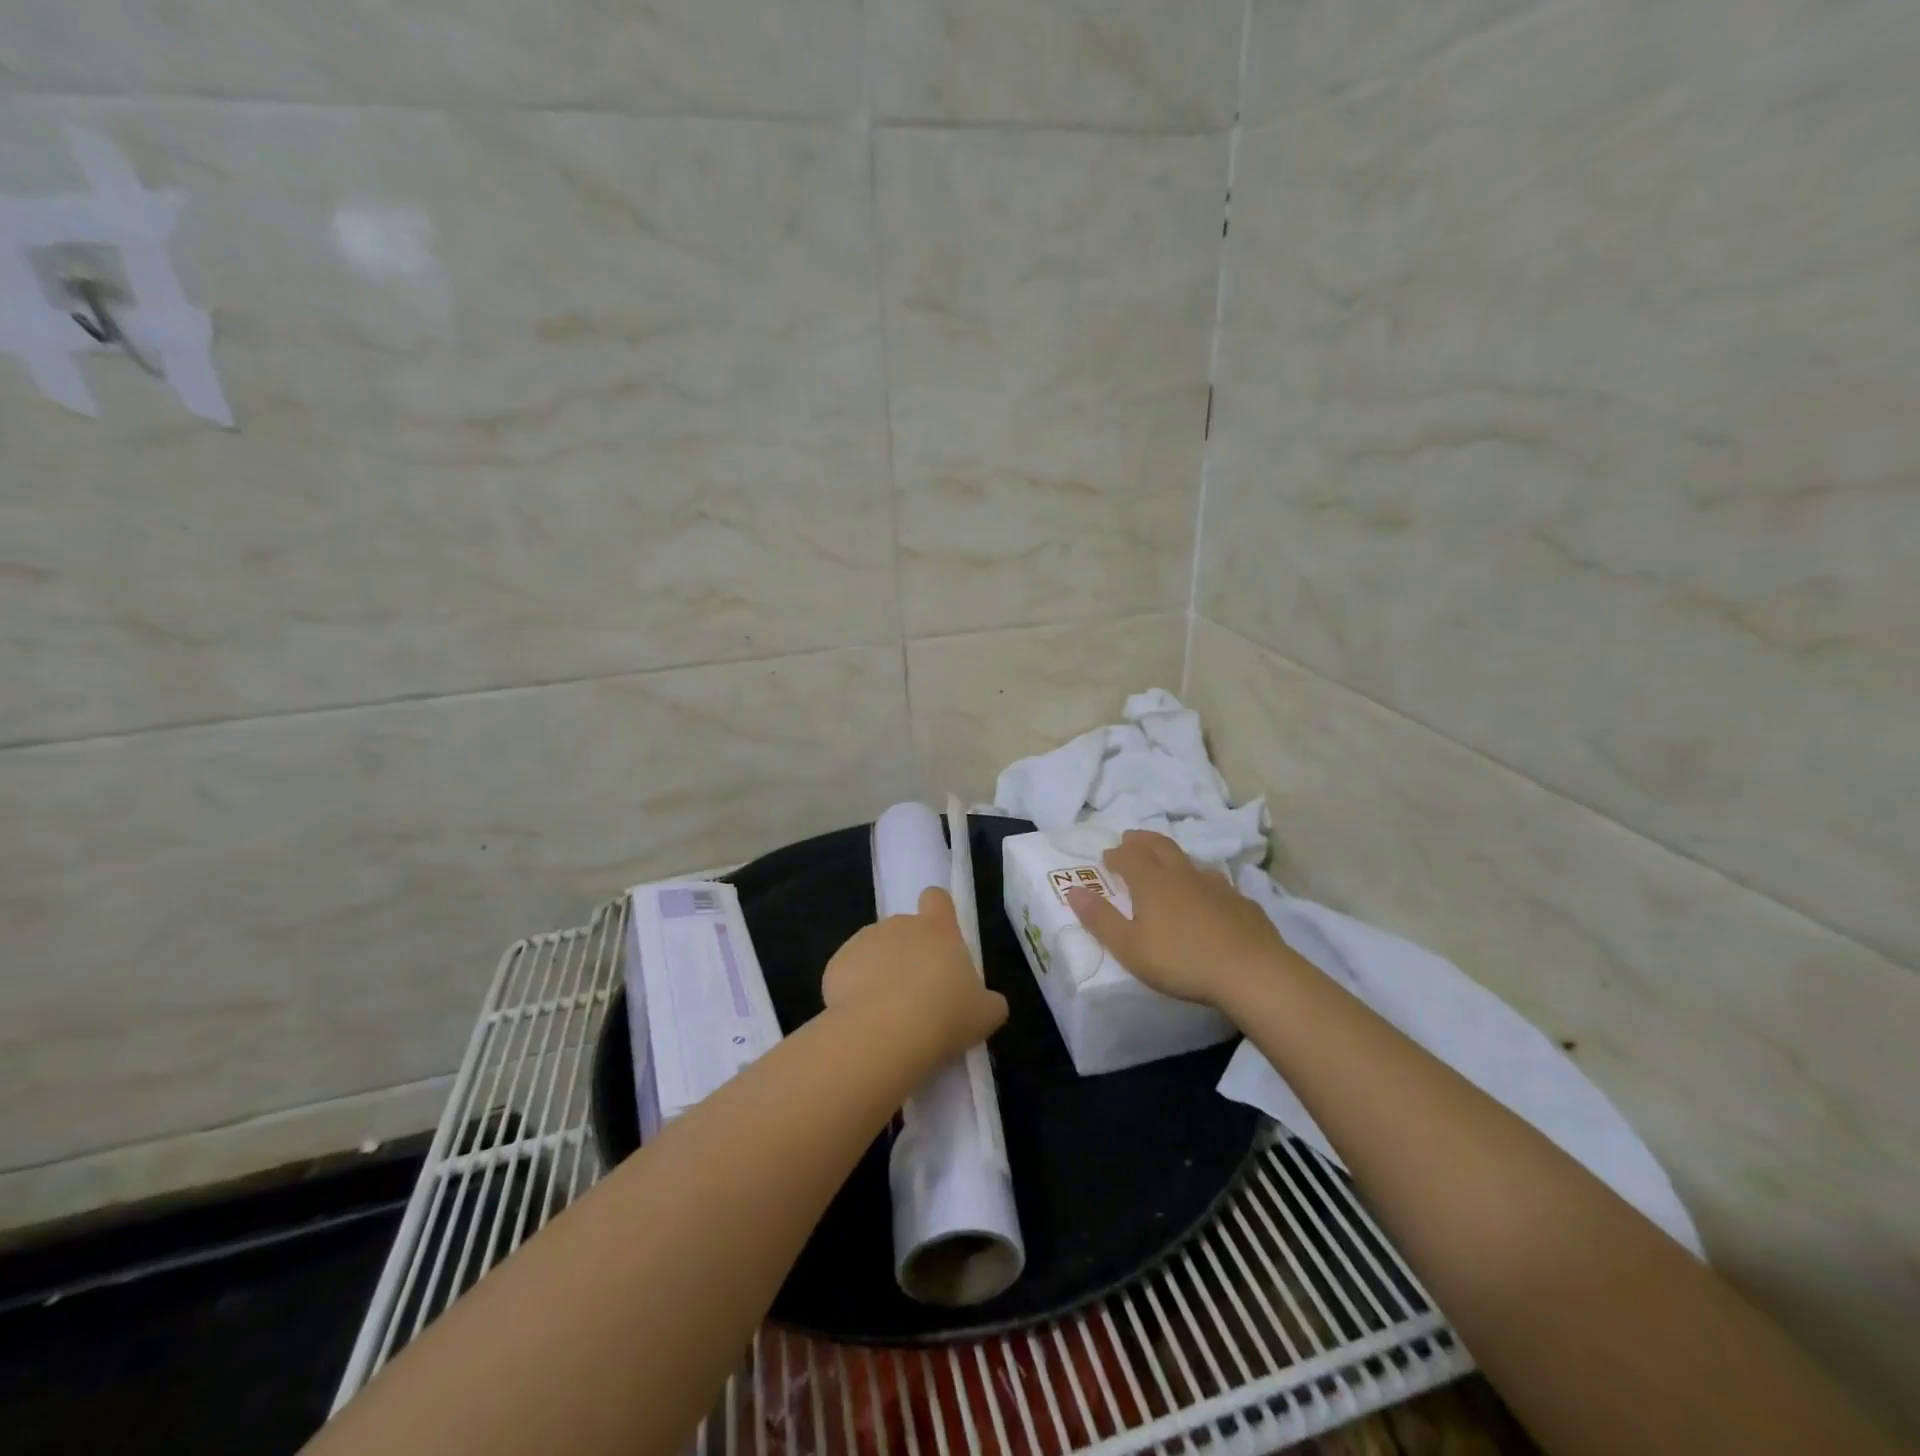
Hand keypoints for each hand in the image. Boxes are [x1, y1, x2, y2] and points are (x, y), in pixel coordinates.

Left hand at [823, 888, 1007, 1060]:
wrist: (884, 1032)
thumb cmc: (945, 1015)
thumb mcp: (985, 1014)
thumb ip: (989, 1002)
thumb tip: (990, 1003)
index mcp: (938, 929)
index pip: (937, 898)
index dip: (938, 912)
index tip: (939, 936)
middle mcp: (900, 925)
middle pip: (905, 929)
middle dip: (908, 955)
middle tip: (917, 995)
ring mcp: (864, 941)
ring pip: (874, 952)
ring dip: (880, 973)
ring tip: (888, 1014)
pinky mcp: (836, 964)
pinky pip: (848, 974)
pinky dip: (853, 992)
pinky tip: (863, 1021)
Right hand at [1064, 829, 1290, 1010]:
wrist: (1251, 972)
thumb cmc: (1181, 961)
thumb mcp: (1129, 947)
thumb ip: (1100, 918)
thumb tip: (1073, 890)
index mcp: (1152, 883)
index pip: (1129, 856)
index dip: (1116, 854)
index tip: (1107, 857)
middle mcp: (1182, 875)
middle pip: (1159, 846)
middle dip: (1142, 840)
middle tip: (1130, 838)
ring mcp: (1216, 886)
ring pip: (1190, 861)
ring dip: (1173, 858)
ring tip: (1167, 865)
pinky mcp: (1241, 902)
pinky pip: (1217, 883)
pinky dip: (1203, 883)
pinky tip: (1208, 898)